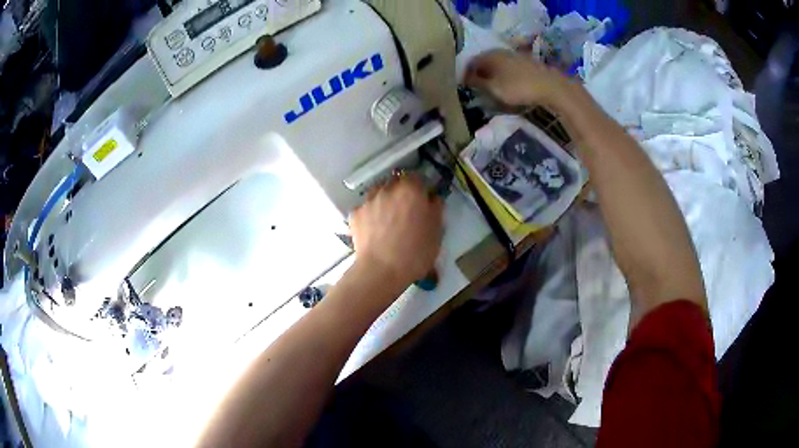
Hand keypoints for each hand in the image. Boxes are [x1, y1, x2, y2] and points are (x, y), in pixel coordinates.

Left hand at [350, 175, 443, 286]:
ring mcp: (369, 200)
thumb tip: (432, 198)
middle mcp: (388, 189)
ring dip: (384, 200)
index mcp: (411, 189)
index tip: (422, 200)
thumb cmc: (415, 252)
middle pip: (396, 182)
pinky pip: (366, 208)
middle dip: (401, 192)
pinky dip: (370, 214)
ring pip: (378, 193)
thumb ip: (435, 209)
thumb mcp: (437, 232)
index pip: (416, 177)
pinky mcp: (355, 213)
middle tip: (406, 210)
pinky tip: (374, 229)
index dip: (420, 188)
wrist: (381, 270)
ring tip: (388, 219)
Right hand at [464, 50, 572, 107]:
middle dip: (478, 75)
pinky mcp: (526, 63)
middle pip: (483, 63)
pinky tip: (506, 86)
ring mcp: (514, 56)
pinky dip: (503, 76)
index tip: (463, 88)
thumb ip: (477, 84)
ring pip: (497, 65)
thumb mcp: (493, 89)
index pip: (470, 63)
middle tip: (475, 90)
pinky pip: (508, 69)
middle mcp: (499, 52)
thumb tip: (465, 80)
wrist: (550, 86)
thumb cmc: (518, 87)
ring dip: (491, 76)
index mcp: (488, 55)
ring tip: (490, 89)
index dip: (464, 76)